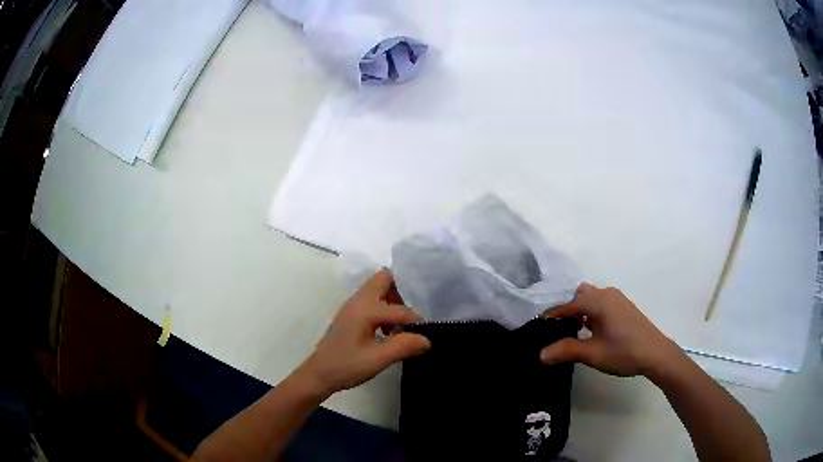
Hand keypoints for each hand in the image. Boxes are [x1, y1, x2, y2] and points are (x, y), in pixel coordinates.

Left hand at [295, 269, 430, 396]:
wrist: (318, 374)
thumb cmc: (347, 366)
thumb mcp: (378, 359)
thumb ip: (404, 346)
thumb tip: (427, 339)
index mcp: (364, 309)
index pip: (400, 309)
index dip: (415, 323)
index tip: (423, 337)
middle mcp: (357, 301)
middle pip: (384, 279)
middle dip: (401, 294)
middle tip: (409, 319)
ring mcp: (351, 306)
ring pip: (377, 288)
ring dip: (392, 301)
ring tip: (398, 328)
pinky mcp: (349, 314)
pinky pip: (370, 299)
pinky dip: (383, 308)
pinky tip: (385, 332)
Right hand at [540, 283, 682, 378]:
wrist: (655, 354)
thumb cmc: (623, 352)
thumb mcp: (592, 353)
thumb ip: (566, 350)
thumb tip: (541, 354)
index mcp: (598, 301)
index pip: (567, 305)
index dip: (552, 317)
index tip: (539, 329)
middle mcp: (607, 294)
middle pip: (580, 295)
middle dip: (567, 310)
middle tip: (558, 331)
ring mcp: (618, 299)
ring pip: (592, 298)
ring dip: (580, 311)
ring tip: (574, 332)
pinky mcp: (624, 307)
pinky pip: (601, 303)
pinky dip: (592, 312)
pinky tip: (592, 331)